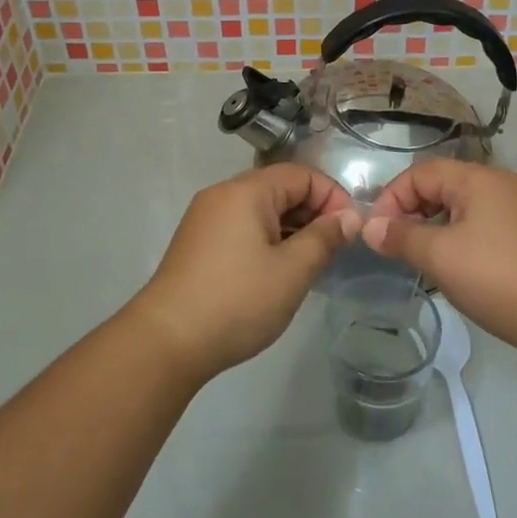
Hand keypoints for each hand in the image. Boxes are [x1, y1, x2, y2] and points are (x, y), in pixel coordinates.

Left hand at [130, 166, 361, 382]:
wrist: (167, 341)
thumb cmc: (237, 301)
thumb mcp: (292, 271)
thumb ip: (324, 238)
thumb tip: (349, 217)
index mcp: (246, 191)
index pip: (301, 175)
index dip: (332, 197)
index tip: (349, 231)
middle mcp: (223, 195)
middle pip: (279, 188)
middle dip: (313, 213)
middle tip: (333, 250)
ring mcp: (206, 219)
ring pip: (261, 210)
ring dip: (291, 228)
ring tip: (310, 264)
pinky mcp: (198, 243)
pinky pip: (243, 227)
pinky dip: (267, 239)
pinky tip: (278, 271)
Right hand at [364, 161, 516, 368]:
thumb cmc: (500, 277)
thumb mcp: (441, 256)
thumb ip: (401, 238)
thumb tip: (370, 227)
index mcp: (480, 179)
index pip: (422, 173)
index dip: (393, 198)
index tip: (378, 234)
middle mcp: (503, 186)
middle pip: (444, 187)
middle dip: (413, 214)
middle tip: (397, 249)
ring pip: (465, 211)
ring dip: (437, 231)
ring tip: (423, 263)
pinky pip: (486, 230)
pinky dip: (463, 243)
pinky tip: (459, 273)